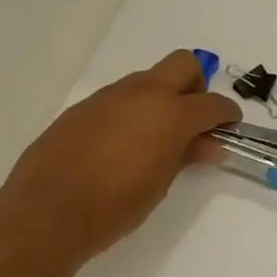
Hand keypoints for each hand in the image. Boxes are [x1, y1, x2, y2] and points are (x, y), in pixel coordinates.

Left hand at [0, 51, 241, 265]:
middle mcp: (141, 93)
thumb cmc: (114, 206)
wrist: (47, 212)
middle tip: (193, 121)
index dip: (227, 114)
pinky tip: (119, 145)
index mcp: (169, 113)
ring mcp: (108, 96)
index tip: (229, 128)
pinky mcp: (82, 108)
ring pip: (147, 80)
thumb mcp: (160, 185)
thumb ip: (186, 156)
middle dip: (196, 86)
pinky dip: (130, 111)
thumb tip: (209, 145)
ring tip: (154, 139)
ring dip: (160, 99)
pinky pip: (118, 98)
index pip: (212, 102)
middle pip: (183, 64)